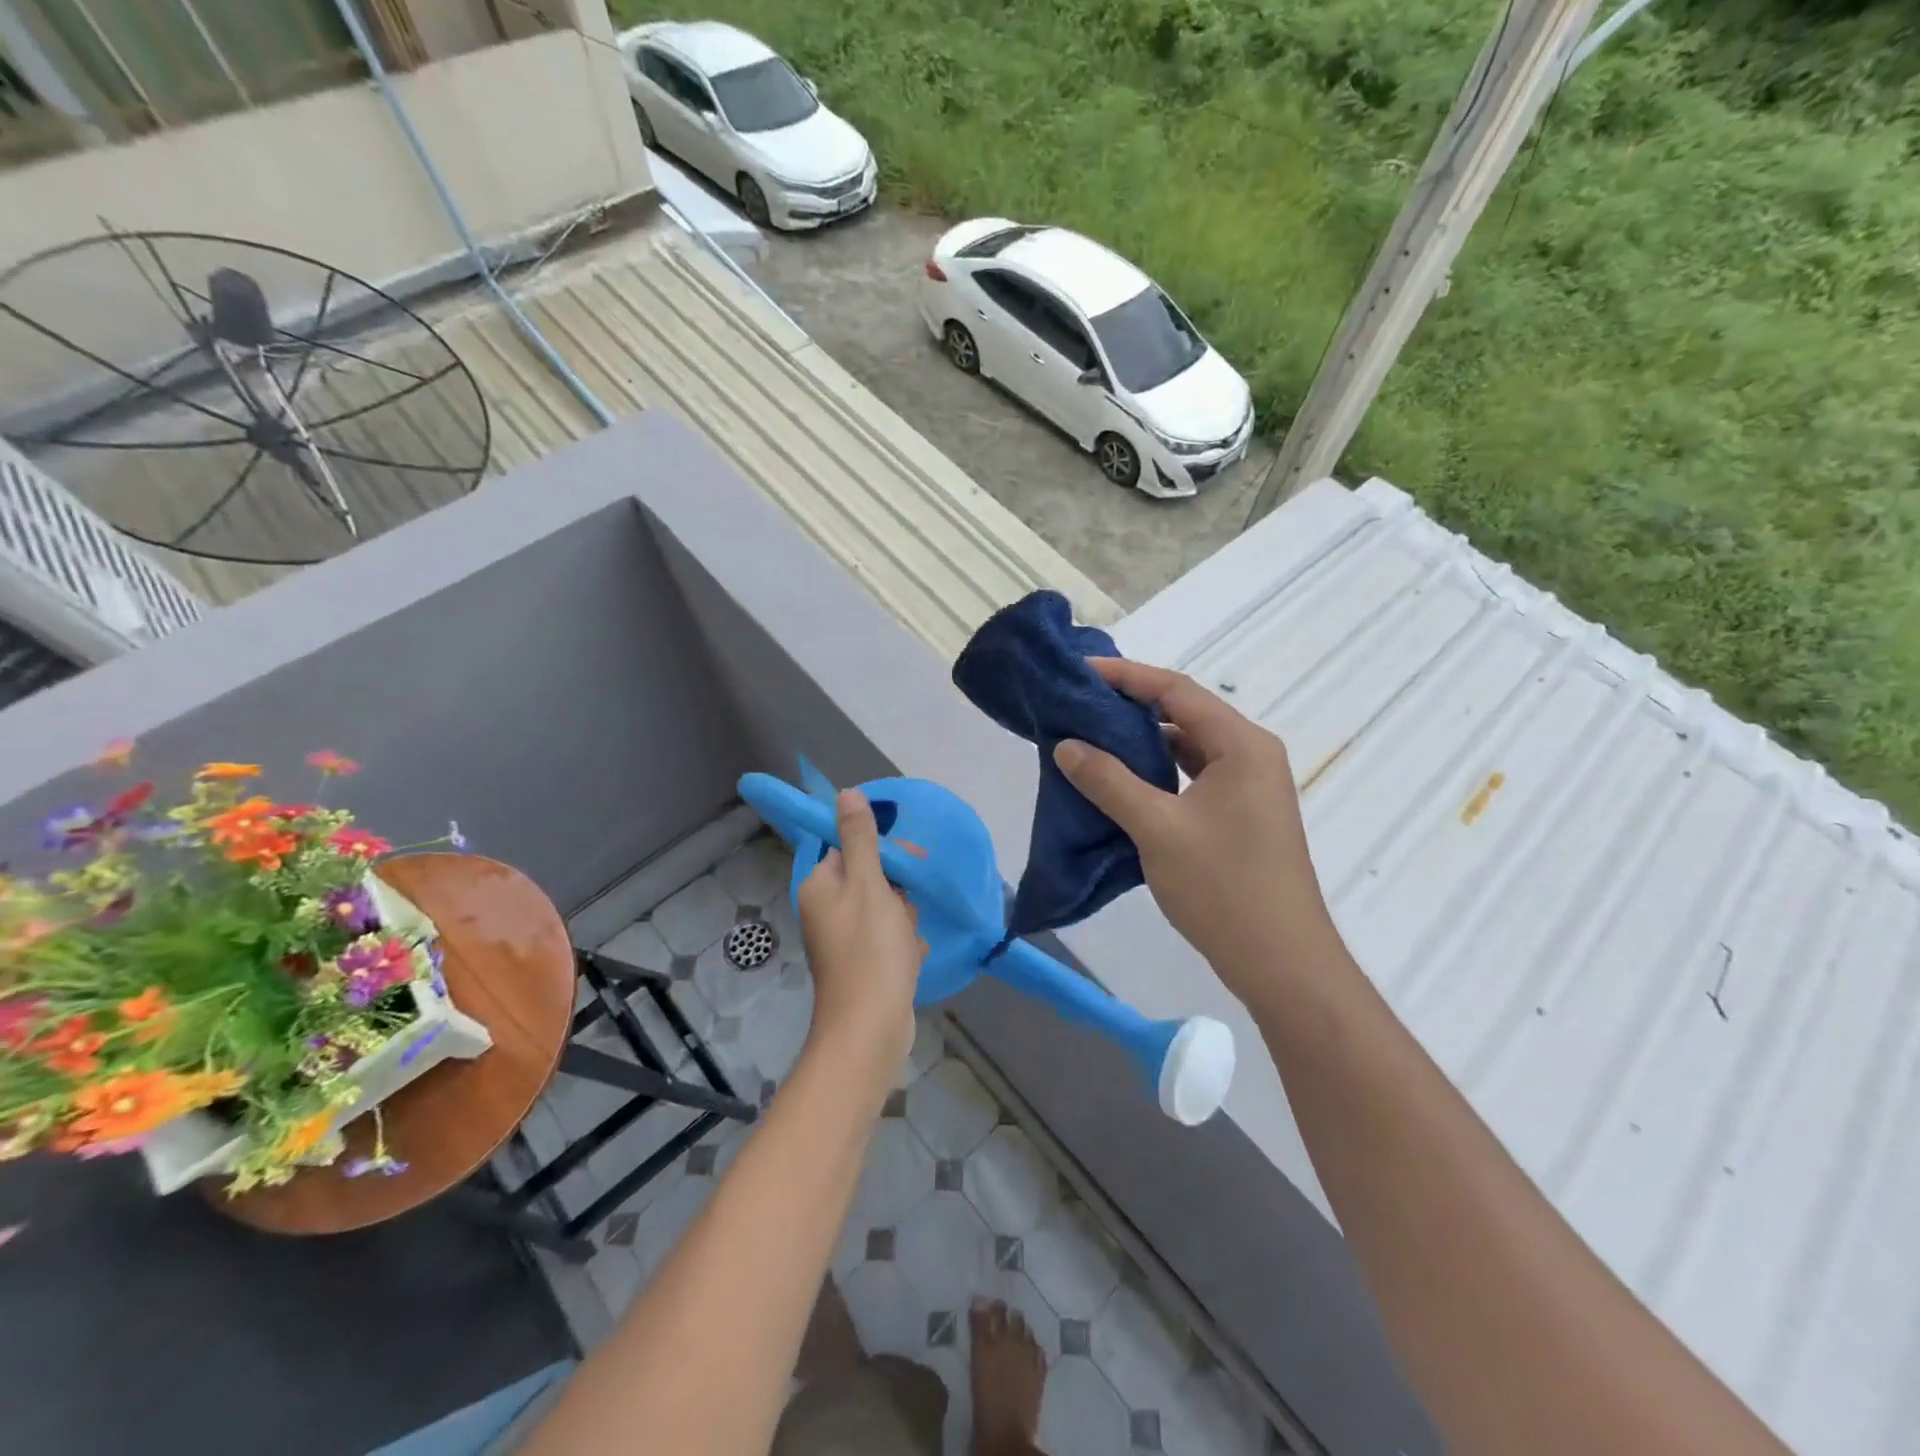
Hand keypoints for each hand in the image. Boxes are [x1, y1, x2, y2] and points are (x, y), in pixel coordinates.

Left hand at [797, 790, 921, 1062]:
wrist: (870, 1029)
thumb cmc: (870, 950)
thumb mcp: (869, 884)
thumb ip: (860, 838)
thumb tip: (846, 793)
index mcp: (821, 886)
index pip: (850, 848)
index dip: (883, 852)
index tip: (910, 863)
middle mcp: (826, 910)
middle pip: (872, 878)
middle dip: (899, 892)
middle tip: (907, 911)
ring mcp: (844, 940)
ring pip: (887, 909)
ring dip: (905, 920)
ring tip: (906, 942)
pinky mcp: (863, 964)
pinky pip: (889, 939)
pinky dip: (904, 946)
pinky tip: (910, 960)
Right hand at [1054, 658, 1341, 999]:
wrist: (1282, 962)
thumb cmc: (1223, 887)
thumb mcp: (1157, 829)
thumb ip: (1108, 781)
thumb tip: (1066, 746)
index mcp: (1241, 745)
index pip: (1177, 690)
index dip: (1126, 677)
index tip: (1080, 673)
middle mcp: (1251, 754)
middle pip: (1184, 713)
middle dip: (1131, 707)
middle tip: (1079, 705)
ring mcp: (1249, 786)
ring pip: (1188, 747)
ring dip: (1143, 742)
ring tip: (1092, 738)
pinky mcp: (1241, 814)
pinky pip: (1193, 776)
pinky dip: (1158, 771)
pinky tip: (1123, 781)